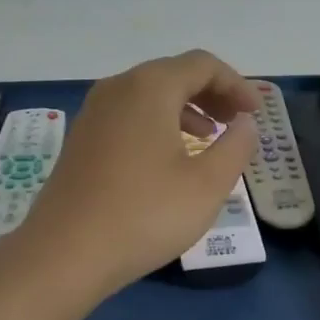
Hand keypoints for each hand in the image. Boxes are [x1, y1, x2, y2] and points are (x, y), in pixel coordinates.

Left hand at [15, 50, 261, 300]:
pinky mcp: (82, 138)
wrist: (63, 254)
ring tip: (209, 138)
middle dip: (212, 93)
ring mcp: (94, 112)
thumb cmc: (145, 214)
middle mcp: (118, 88)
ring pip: (150, 94)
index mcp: (150, 87)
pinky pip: (130, 114)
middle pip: (174, 73)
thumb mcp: (208, 184)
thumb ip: (236, 146)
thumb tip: (245, 123)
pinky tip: (170, 157)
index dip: (236, 84)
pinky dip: (159, 123)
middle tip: (237, 122)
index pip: (203, 65)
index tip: (256, 113)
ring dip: (186, 108)